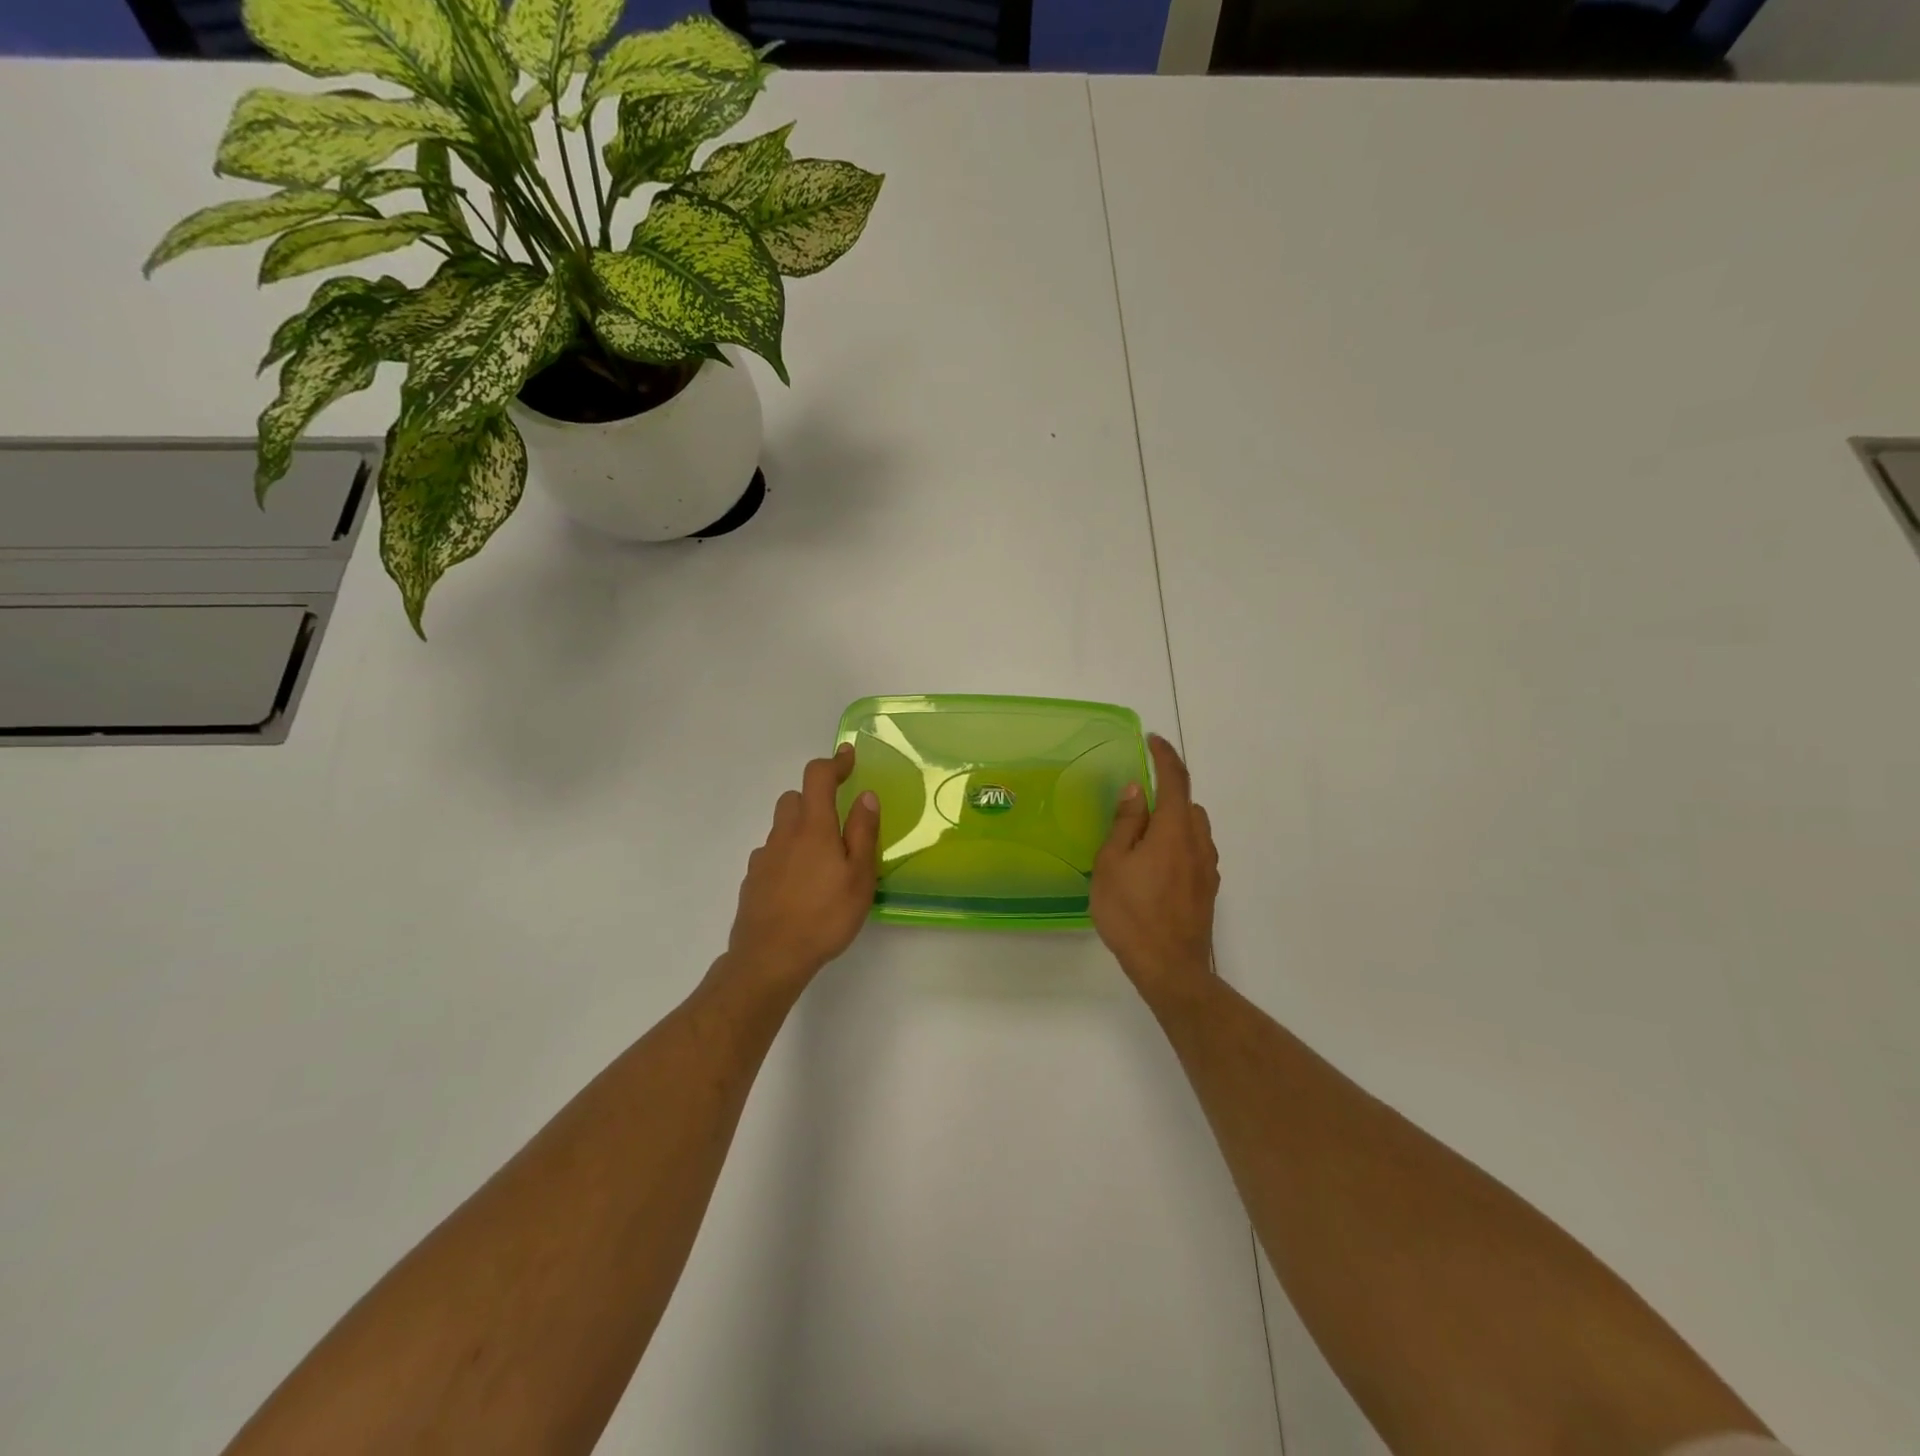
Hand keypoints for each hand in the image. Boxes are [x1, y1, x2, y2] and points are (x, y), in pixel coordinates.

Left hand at [722, 744, 879, 994]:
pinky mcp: (752, 879)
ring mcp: (763, 857)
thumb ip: (864, 832)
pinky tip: (799, 884)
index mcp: (813, 827)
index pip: (818, 777)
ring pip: (781, 826)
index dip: (833, 762)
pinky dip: (787, 855)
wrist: (769, 958)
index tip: (848, 758)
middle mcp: (784, 834)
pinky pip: (772, 854)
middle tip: (838, 819)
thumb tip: (866, 795)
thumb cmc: (824, 916)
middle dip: (815, 798)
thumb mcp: (860, 877)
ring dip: (800, 828)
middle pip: (793, 798)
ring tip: (822, 858)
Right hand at [1091, 734, 1219, 1005]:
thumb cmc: (1132, 913)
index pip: (1174, 780)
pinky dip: (1179, 845)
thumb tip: (1135, 790)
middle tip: (1135, 804)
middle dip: (1166, 794)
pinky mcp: (1208, 889)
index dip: (1164, 756)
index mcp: (1173, 829)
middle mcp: (1198, 842)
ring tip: (1143, 839)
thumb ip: (1125, 823)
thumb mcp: (1112, 864)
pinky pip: (1195, 852)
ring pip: (1194, 829)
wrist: (1169, 967)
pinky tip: (1157, 867)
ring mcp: (1207, 868)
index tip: (1152, 740)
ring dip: (1174, 821)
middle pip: (1187, 804)